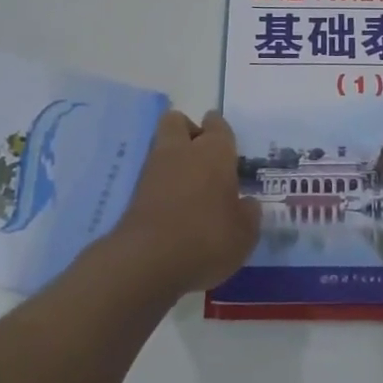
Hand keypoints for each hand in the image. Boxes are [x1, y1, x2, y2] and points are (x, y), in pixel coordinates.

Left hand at [112, 110, 259, 295]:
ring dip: (173, 160)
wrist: (147, 261)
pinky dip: (161, 186)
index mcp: (215, 151)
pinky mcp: (134, 194)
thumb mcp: (244, 234)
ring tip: (190, 189)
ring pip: (162, 147)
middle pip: (177, 121)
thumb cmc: (207, 238)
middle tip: (203, 158)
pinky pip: (152, 177)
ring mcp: (153, 170)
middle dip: (188, 131)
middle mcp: (183, 150)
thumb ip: (248, 214)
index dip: (220, 130)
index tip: (226, 143)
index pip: (217, 125)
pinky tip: (174, 208)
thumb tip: (247, 204)